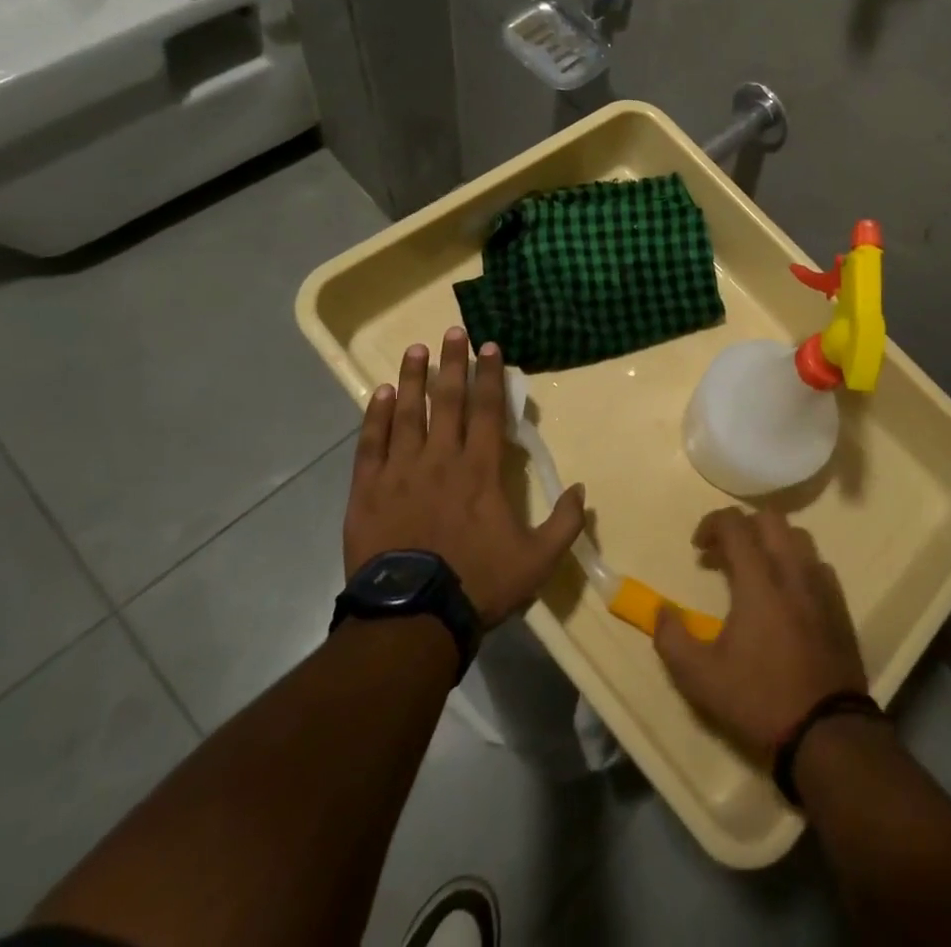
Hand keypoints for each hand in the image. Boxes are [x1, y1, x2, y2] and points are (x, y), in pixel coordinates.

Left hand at [343, 329, 585, 628]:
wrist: (412, 618)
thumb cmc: (478, 583)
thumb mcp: (537, 560)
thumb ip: (563, 523)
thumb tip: (581, 490)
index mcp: (480, 470)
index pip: (489, 410)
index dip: (491, 375)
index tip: (490, 346)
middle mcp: (441, 459)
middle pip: (448, 401)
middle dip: (452, 363)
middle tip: (453, 332)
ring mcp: (401, 472)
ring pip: (407, 414)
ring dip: (413, 379)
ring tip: (415, 350)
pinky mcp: (368, 490)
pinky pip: (371, 444)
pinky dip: (375, 416)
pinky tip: (380, 393)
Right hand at [652, 507, 868, 754]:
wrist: (827, 733)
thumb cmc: (760, 700)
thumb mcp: (701, 679)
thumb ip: (672, 639)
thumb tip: (660, 610)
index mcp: (759, 579)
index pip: (735, 524)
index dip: (712, 524)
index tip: (698, 547)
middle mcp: (792, 570)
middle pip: (770, 518)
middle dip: (742, 526)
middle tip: (723, 555)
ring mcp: (821, 585)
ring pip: (797, 536)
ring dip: (771, 541)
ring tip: (754, 570)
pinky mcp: (839, 605)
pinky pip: (817, 564)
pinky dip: (796, 564)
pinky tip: (786, 593)